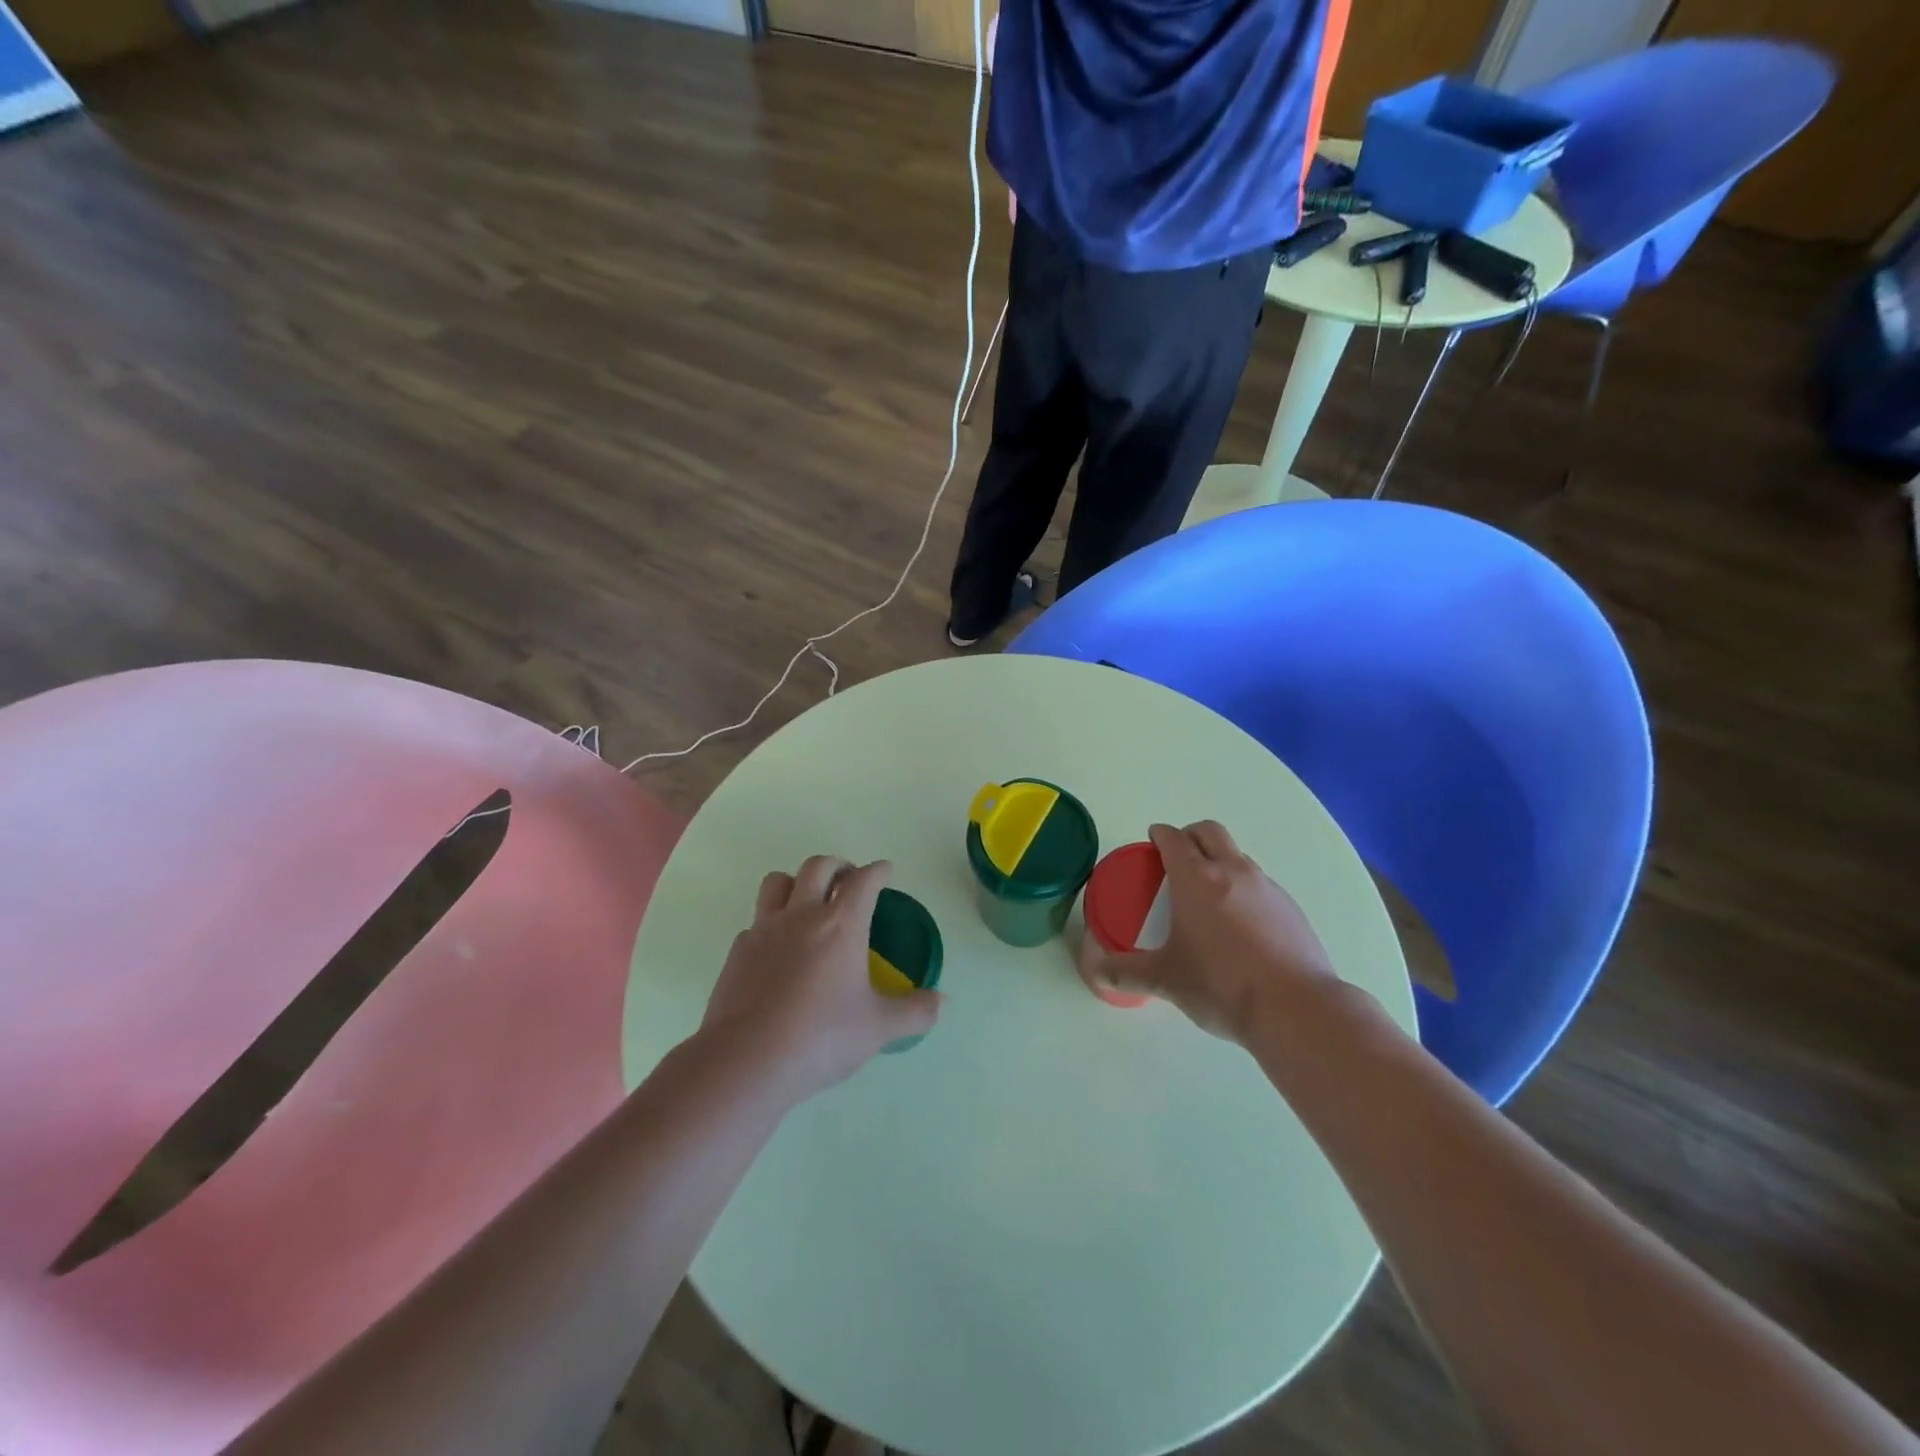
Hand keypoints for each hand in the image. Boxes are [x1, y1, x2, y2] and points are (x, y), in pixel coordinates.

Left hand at [703, 856, 941, 1101]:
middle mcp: (802, 915)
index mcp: (841, 925)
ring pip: (778, 882)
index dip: (878, 871)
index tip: (885, 871)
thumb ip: (915, 1012)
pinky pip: (757, 921)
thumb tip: (943, 1002)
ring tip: (808, 901)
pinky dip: (771, 924)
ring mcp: (764, 930)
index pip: (864, 880)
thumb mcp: (878, 1028)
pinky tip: (778, 950)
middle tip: (848, 879)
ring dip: (797, 882)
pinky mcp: (738, 951)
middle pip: (818, 866)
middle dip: (838, 865)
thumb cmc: (821, 1038)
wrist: (747, 1061)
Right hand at [1085, 822, 1337, 1042]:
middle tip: (1177, 859)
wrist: (1297, 1009)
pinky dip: (1243, 890)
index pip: (1174, 838)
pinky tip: (1240, 927)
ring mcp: (1267, 887)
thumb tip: (1097, 973)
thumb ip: (1128, 972)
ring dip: (1219, 861)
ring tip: (1208, 897)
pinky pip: (1260, 884)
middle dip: (1190, 835)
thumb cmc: (1221, 985)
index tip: (1152, 843)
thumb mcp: (1166, 980)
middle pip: (1209, 831)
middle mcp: (1233, 871)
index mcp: (1196, 878)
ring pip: (1237, 856)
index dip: (1159, 835)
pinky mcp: (1291, 908)